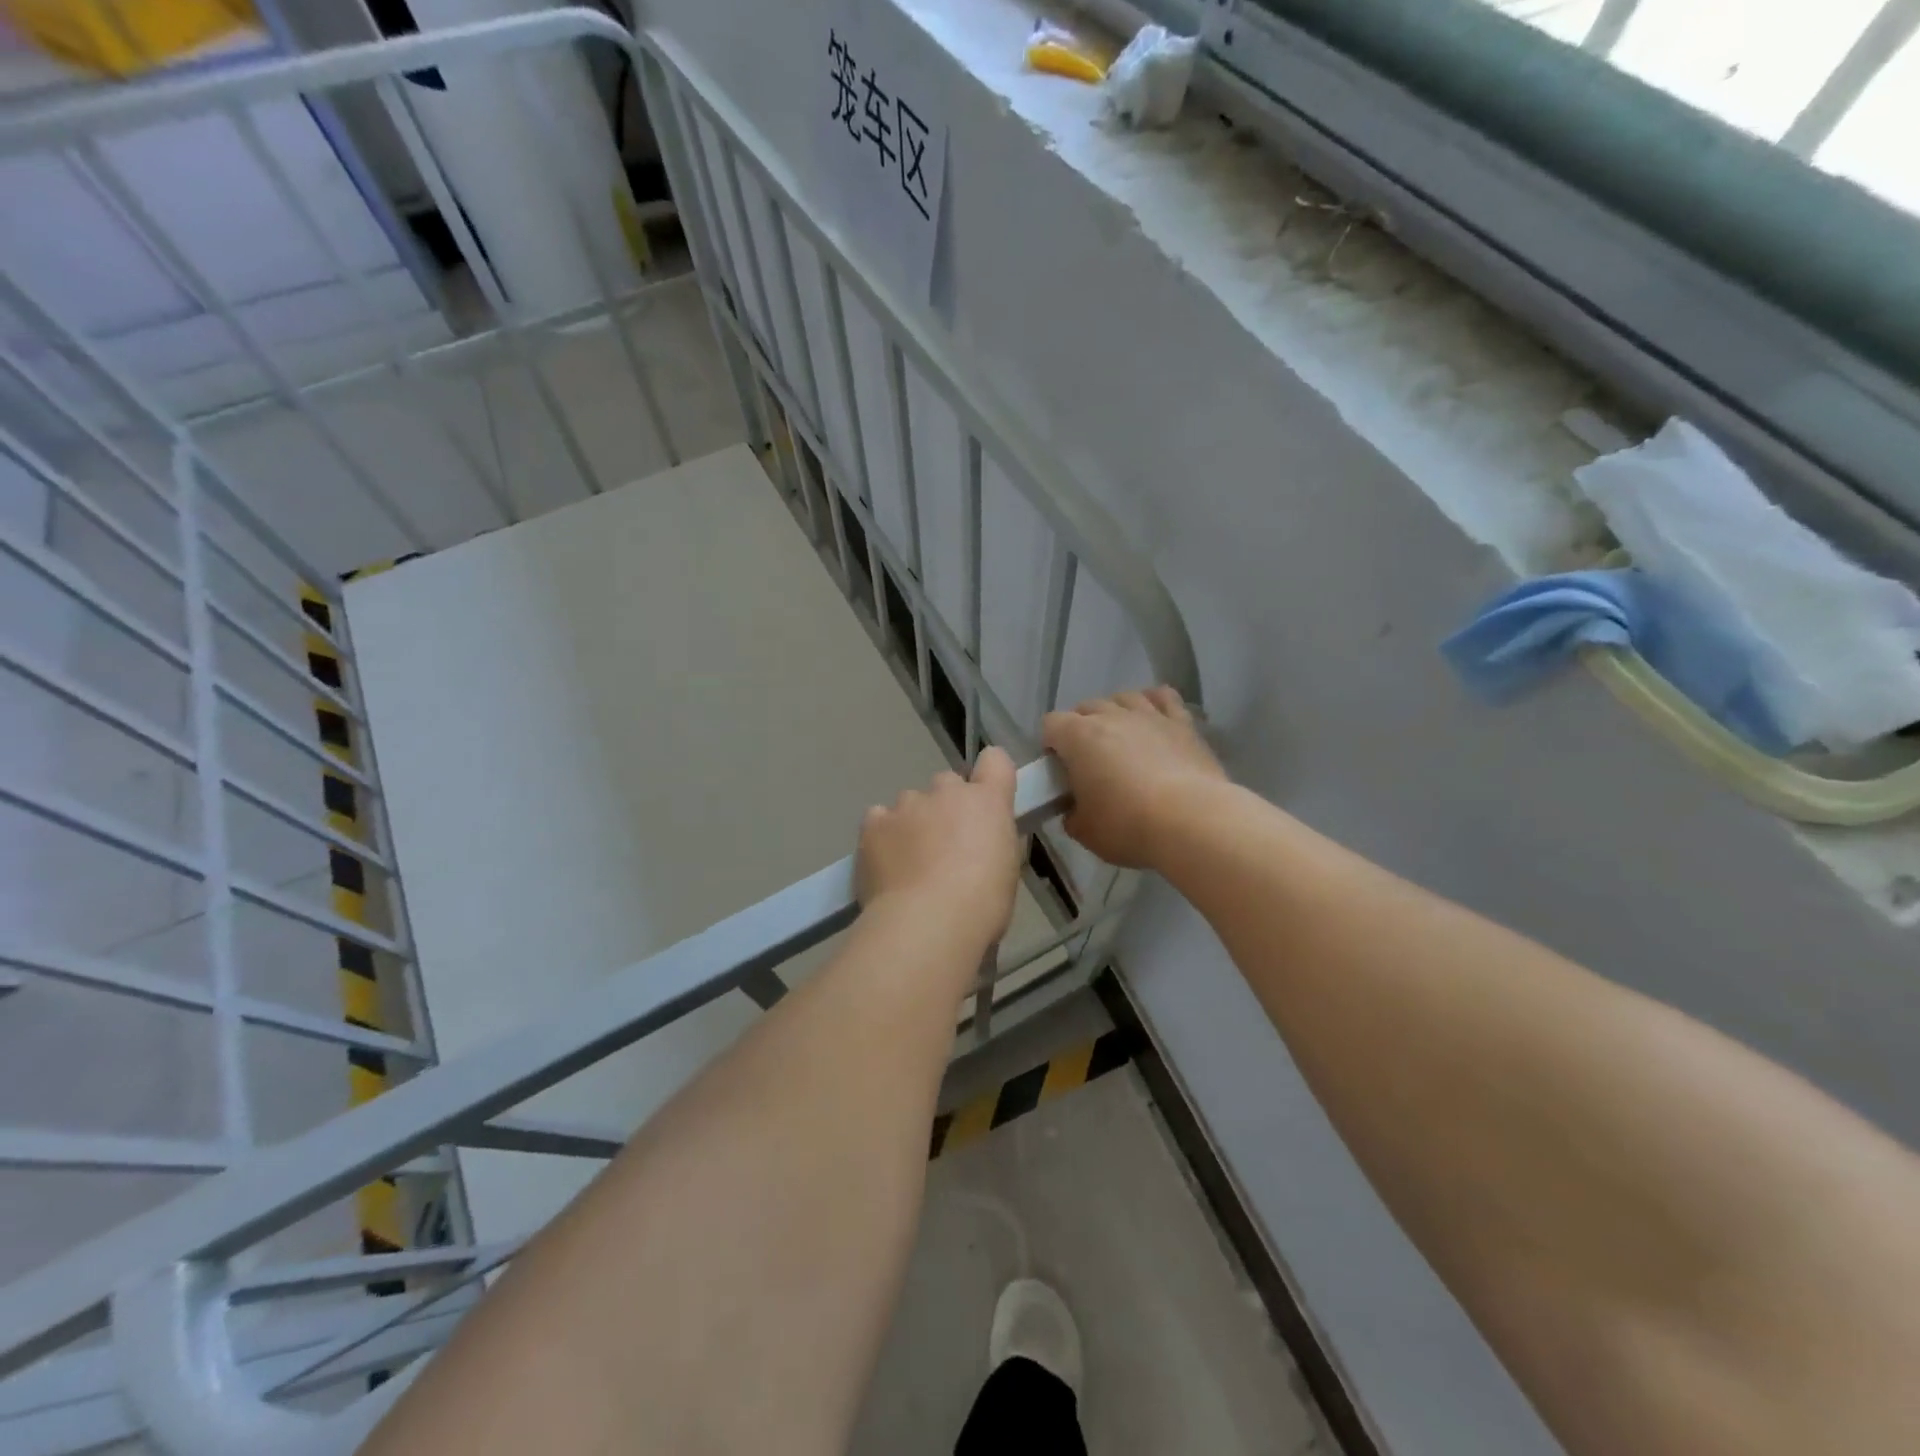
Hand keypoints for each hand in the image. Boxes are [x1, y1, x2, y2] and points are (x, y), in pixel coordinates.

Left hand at [857, 747, 1021, 945]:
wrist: (928, 923)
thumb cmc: (982, 905)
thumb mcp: (1005, 871)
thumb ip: (991, 844)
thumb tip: (978, 846)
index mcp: (988, 801)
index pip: (995, 761)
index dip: (990, 776)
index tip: (986, 801)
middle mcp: (946, 791)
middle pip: (947, 785)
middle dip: (947, 808)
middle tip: (946, 848)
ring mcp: (906, 804)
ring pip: (910, 804)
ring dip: (913, 824)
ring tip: (910, 865)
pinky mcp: (873, 823)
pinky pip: (879, 820)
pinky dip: (883, 837)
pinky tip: (886, 865)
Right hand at [1042, 688, 1225, 868]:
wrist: (1191, 822)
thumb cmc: (1128, 826)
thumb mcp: (1085, 832)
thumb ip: (1073, 814)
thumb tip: (1075, 810)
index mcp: (1079, 737)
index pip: (1051, 724)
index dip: (1051, 744)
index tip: (1058, 768)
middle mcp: (1111, 715)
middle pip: (1085, 707)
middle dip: (1081, 728)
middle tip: (1088, 760)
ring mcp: (1149, 715)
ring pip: (1123, 697)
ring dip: (1116, 712)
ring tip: (1120, 737)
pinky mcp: (1182, 723)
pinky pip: (1164, 697)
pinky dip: (1154, 703)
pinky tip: (1154, 718)